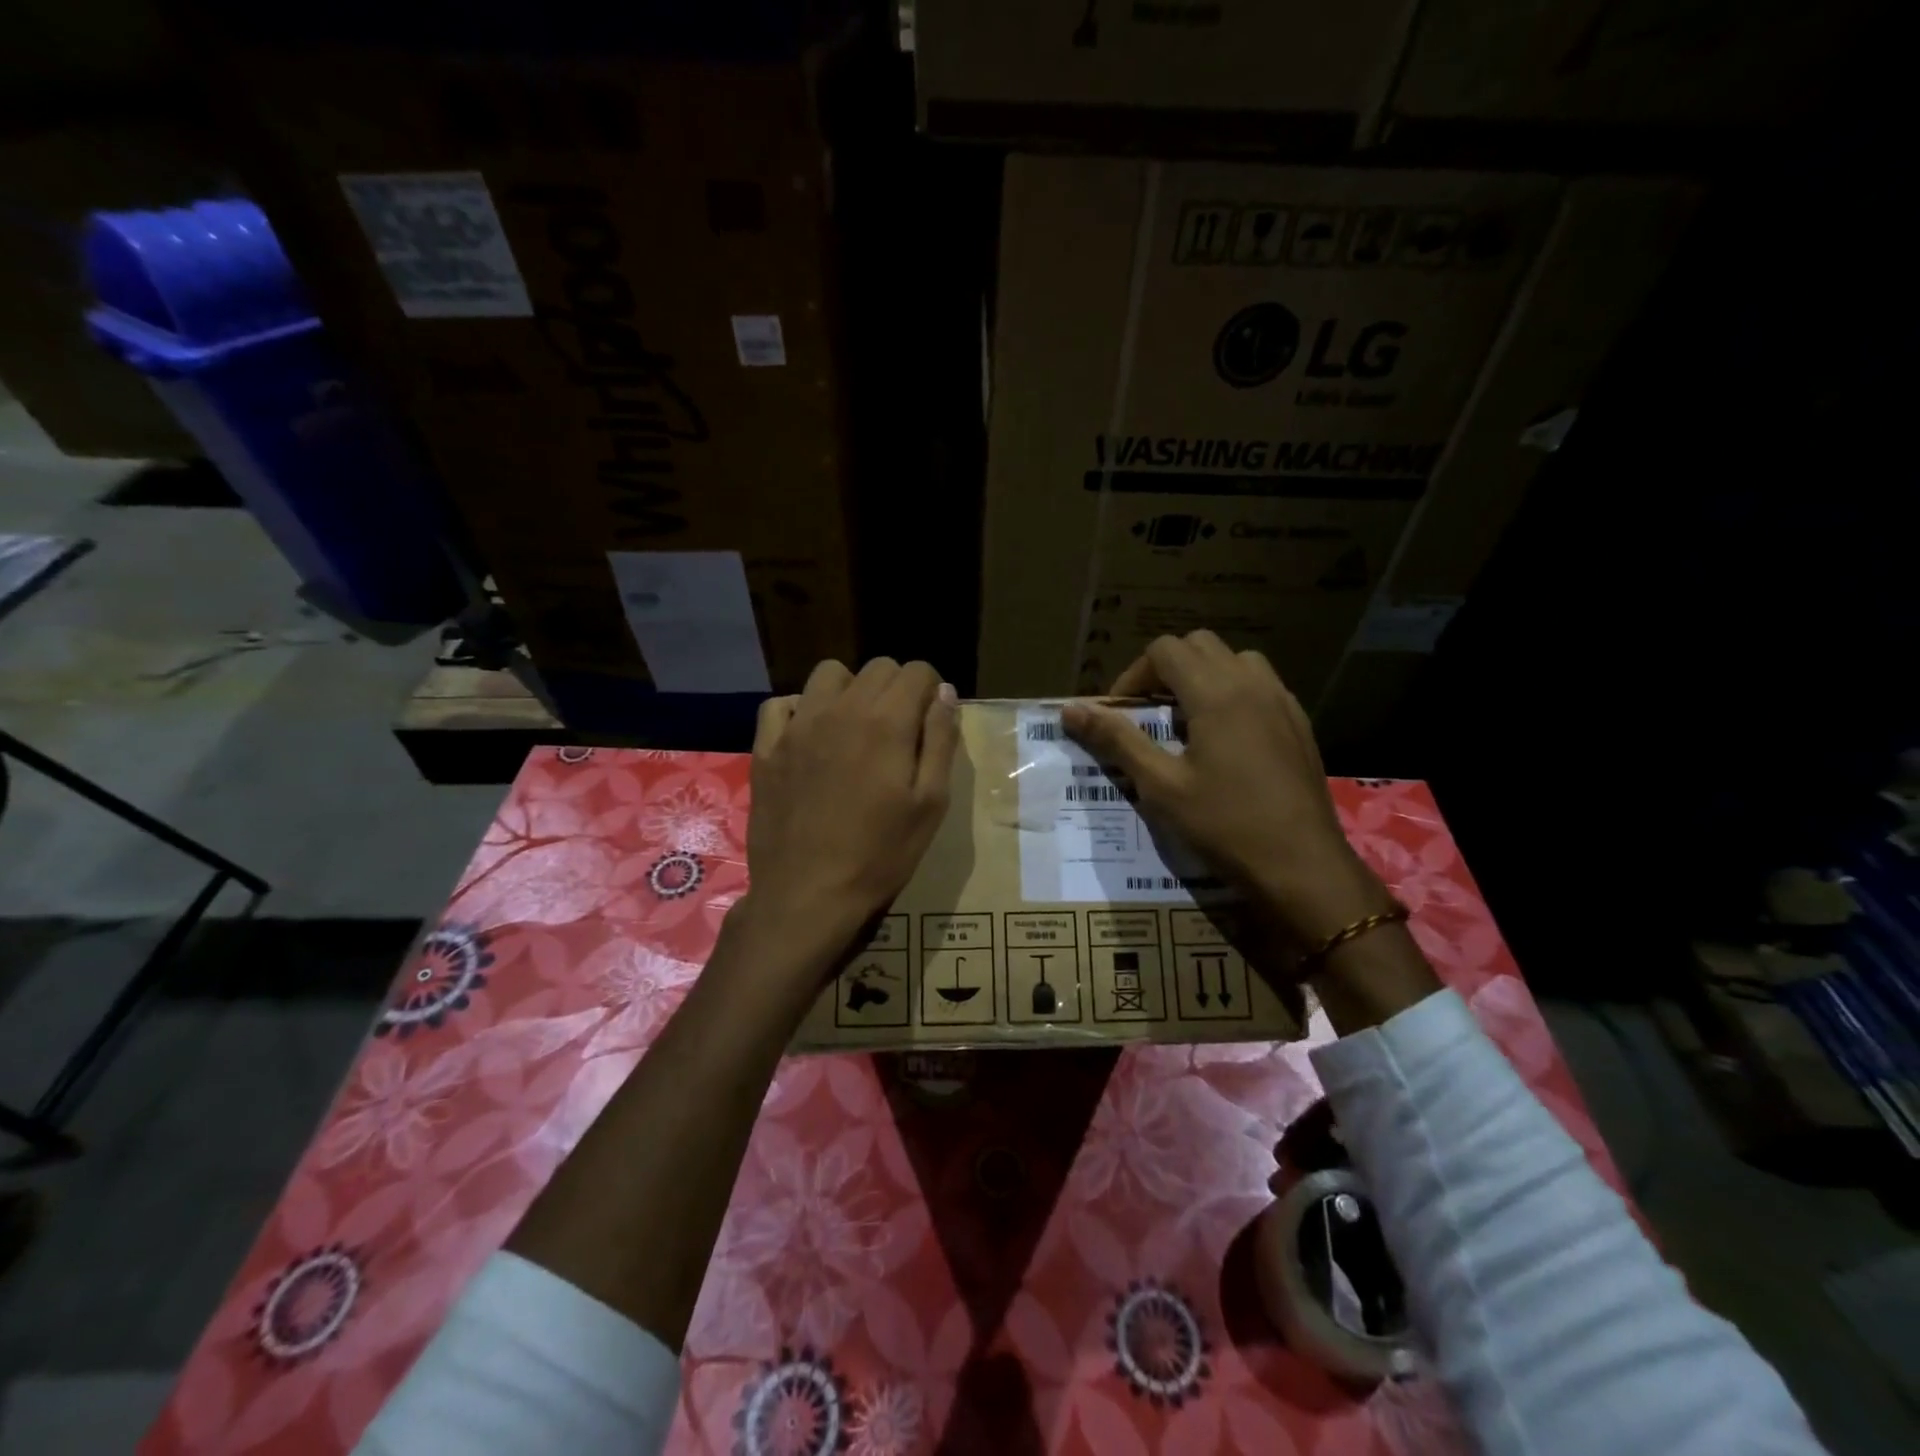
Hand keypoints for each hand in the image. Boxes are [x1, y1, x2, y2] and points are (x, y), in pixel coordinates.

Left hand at [735, 658, 958, 981]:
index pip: (916, 671)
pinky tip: (810, 737)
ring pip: (829, 674)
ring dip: (851, 690)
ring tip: (855, 728)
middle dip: (897, 688)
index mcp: (886, 722)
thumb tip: (945, 693)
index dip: (931, 690)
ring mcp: (797, 726)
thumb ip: (940, 741)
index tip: (931, 720)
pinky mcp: (766, 748)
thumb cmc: (880, 855)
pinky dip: (800, 709)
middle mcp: (840, 709)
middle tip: (899, 731)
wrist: (807, 895)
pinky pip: (780, 704)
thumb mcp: (930, 804)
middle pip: (877, 668)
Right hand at [1061, 631, 1387, 954]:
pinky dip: (1234, 693)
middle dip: (1166, 669)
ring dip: (1204, 676)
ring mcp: (1282, 701)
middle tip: (1150, 713)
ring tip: (1188, 720)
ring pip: (1235, 660)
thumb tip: (1071, 709)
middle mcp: (1252, 684)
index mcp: (1215, 693)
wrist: (1302, 865)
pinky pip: (1261, 685)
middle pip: (1199, 645)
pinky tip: (1226, 740)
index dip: (1134, 675)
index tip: (1122, 714)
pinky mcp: (1299, 723)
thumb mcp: (1160, 786)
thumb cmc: (1225, 825)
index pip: (1164, 650)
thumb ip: (1117, 740)